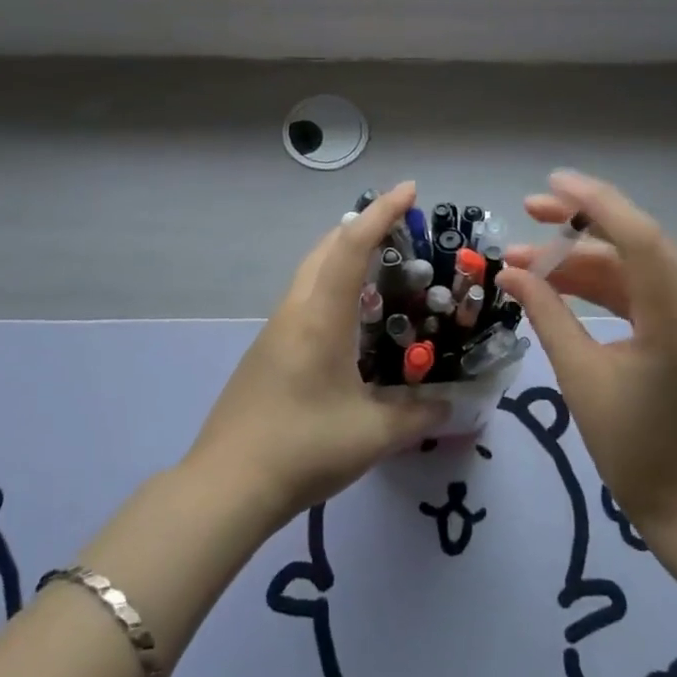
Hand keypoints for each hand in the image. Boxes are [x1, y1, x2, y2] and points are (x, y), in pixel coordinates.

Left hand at [186, 181, 447, 528]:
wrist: (227, 485)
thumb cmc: (303, 448)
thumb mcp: (373, 435)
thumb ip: (418, 415)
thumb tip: (450, 404)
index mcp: (320, 317)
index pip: (351, 246)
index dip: (381, 213)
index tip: (409, 190)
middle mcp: (295, 312)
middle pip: (326, 249)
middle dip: (362, 228)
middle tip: (402, 233)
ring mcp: (275, 331)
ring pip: (311, 274)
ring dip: (344, 259)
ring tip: (383, 273)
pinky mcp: (267, 352)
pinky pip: (304, 301)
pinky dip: (332, 289)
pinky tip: (352, 324)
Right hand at [496, 170, 676, 543]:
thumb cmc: (636, 450)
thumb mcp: (582, 378)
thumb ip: (547, 316)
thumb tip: (511, 273)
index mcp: (676, 319)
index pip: (638, 238)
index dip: (594, 204)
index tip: (550, 184)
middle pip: (636, 243)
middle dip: (580, 223)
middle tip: (527, 211)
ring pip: (633, 267)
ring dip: (581, 259)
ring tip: (524, 260)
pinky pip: (639, 293)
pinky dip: (599, 285)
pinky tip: (558, 285)